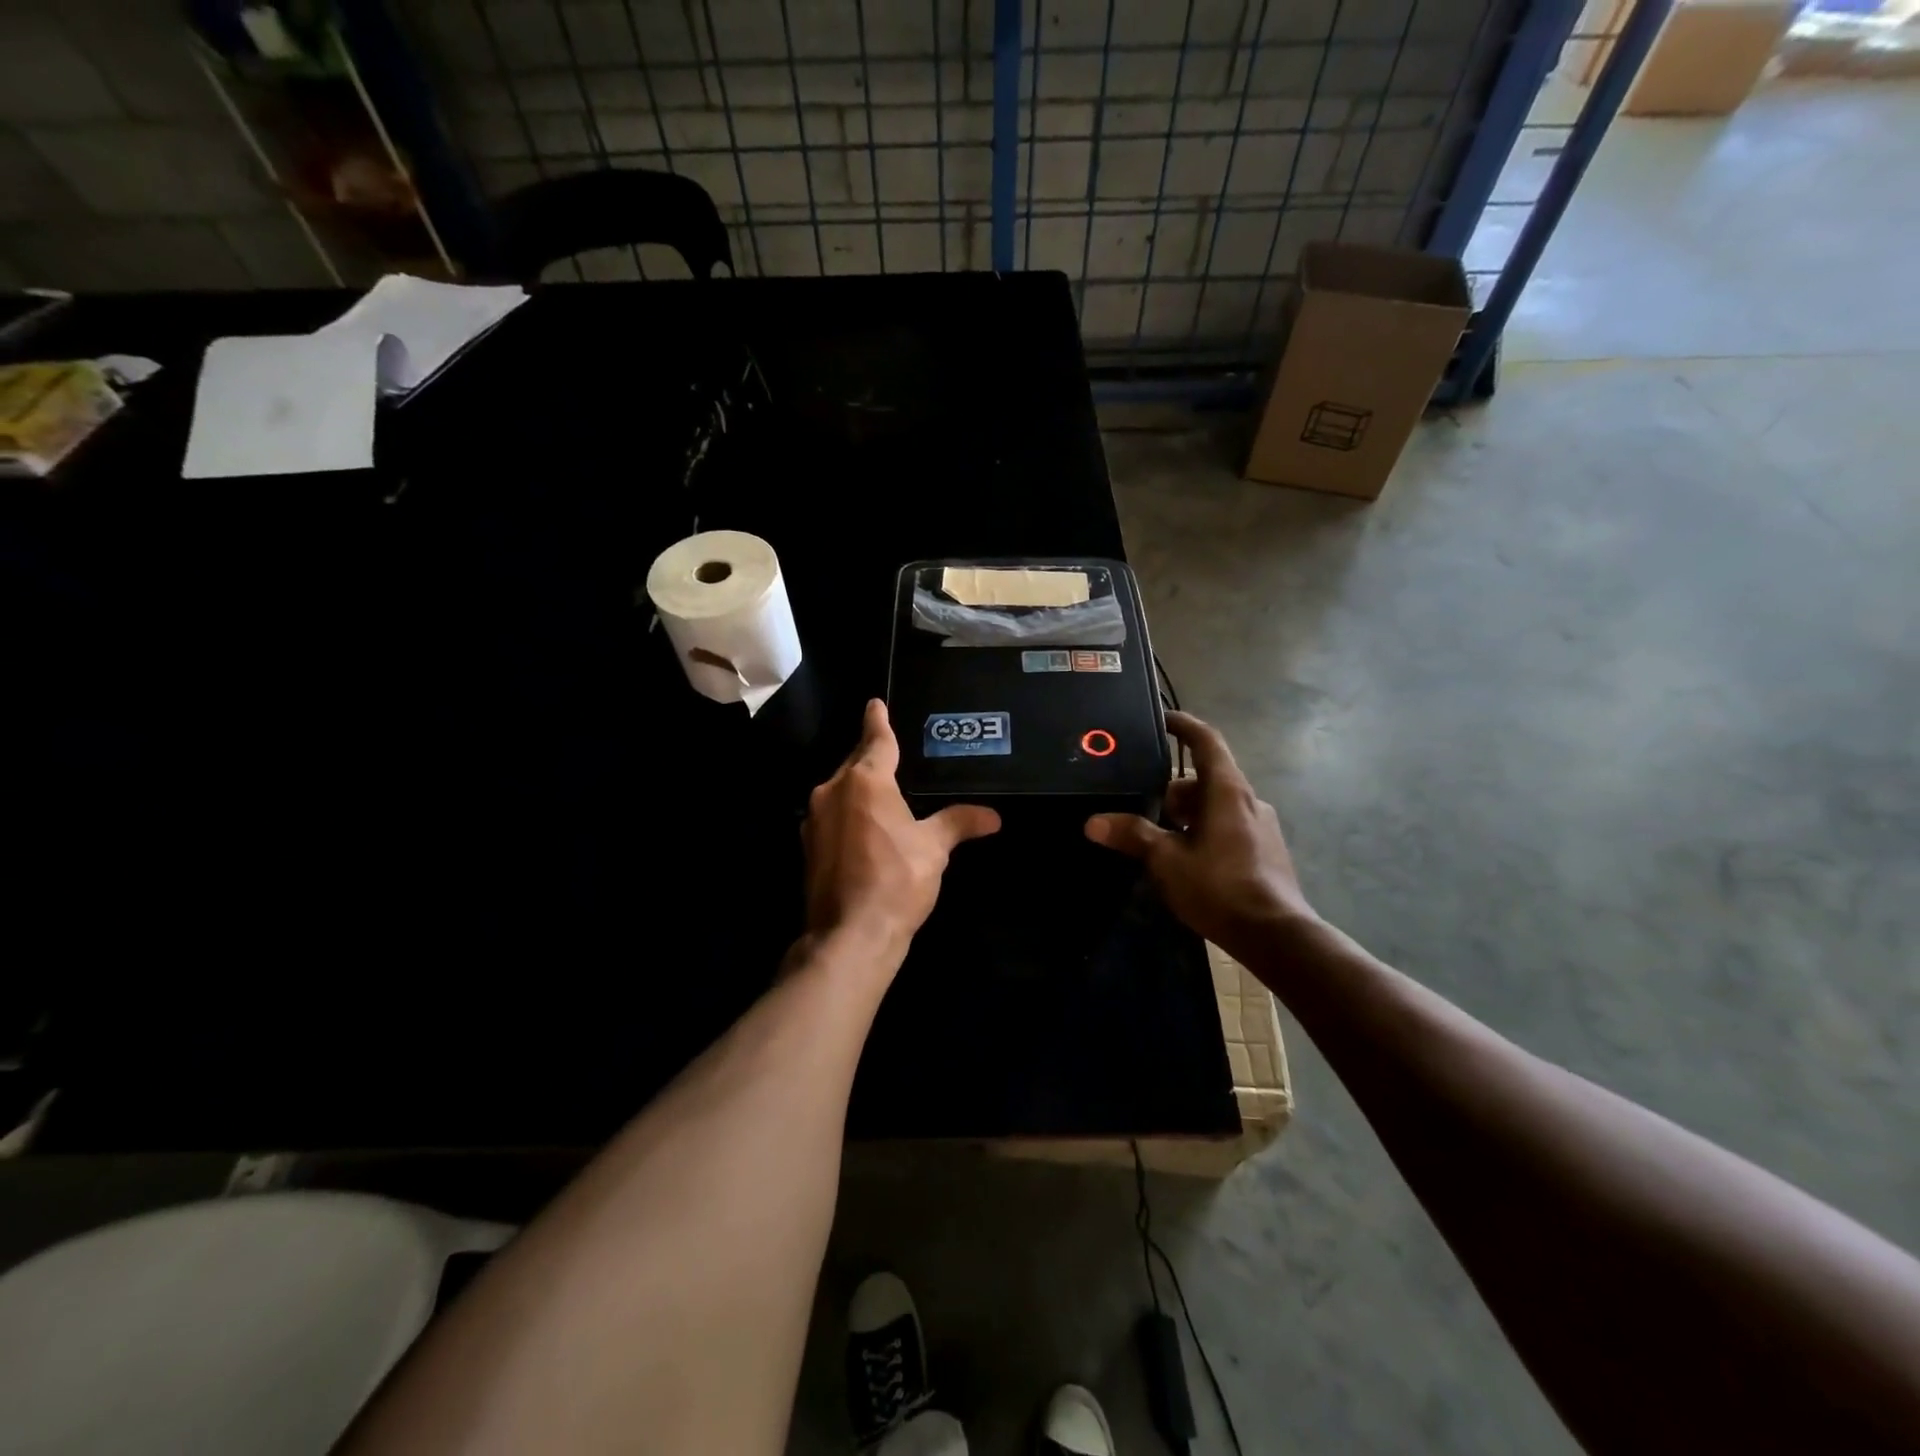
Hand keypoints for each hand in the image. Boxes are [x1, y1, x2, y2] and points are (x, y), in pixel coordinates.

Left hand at [801, 699, 1000, 966]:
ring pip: (839, 790)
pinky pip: (832, 815)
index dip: (878, 721)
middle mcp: (832, 791)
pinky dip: (848, 812)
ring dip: (857, 787)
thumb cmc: (896, 880)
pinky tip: (862, 827)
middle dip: (869, 755)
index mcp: (865, 781)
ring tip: (880, 791)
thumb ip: (959, 824)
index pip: (876, 740)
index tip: (875, 704)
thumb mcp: (934, 849)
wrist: (849, 934)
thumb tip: (993, 817)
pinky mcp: (808, 847)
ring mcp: (815, 819)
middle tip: (887, 748)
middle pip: (854, 763)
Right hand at [1085, 711, 1316, 954]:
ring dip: (1189, 814)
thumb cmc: (1219, 887)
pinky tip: (1190, 861)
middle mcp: (1249, 800)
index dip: (1184, 725)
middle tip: (1146, 811)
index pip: (1206, 741)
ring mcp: (1262, 826)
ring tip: (1164, 841)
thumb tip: (1093, 822)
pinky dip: (1206, 831)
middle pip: (1206, 778)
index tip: (1162, 719)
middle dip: (1174, 790)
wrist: (1276, 935)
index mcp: (1227, 791)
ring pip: (1217, 805)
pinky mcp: (1267, 850)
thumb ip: (1133, 835)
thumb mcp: (1167, 860)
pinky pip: (1229, 826)